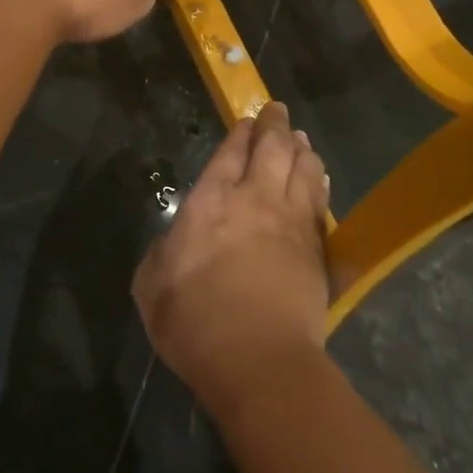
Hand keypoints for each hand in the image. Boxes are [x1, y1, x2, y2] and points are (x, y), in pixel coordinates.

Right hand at [133, 100, 331, 417]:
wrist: (258, 360)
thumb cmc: (194, 322)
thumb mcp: (152, 284)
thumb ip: (164, 250)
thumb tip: (177, 239)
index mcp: (211, 202)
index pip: (230, 153)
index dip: (241, 133)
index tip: (248, 120)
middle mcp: (255, 200)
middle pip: (272, 149)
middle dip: (275, 125)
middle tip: (277, 111)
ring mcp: (291, 222)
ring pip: (303, 168)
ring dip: (301, 148)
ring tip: (300, 138)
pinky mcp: (316, 248)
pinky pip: (320, 201)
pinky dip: (320, 181)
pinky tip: (320, 175)